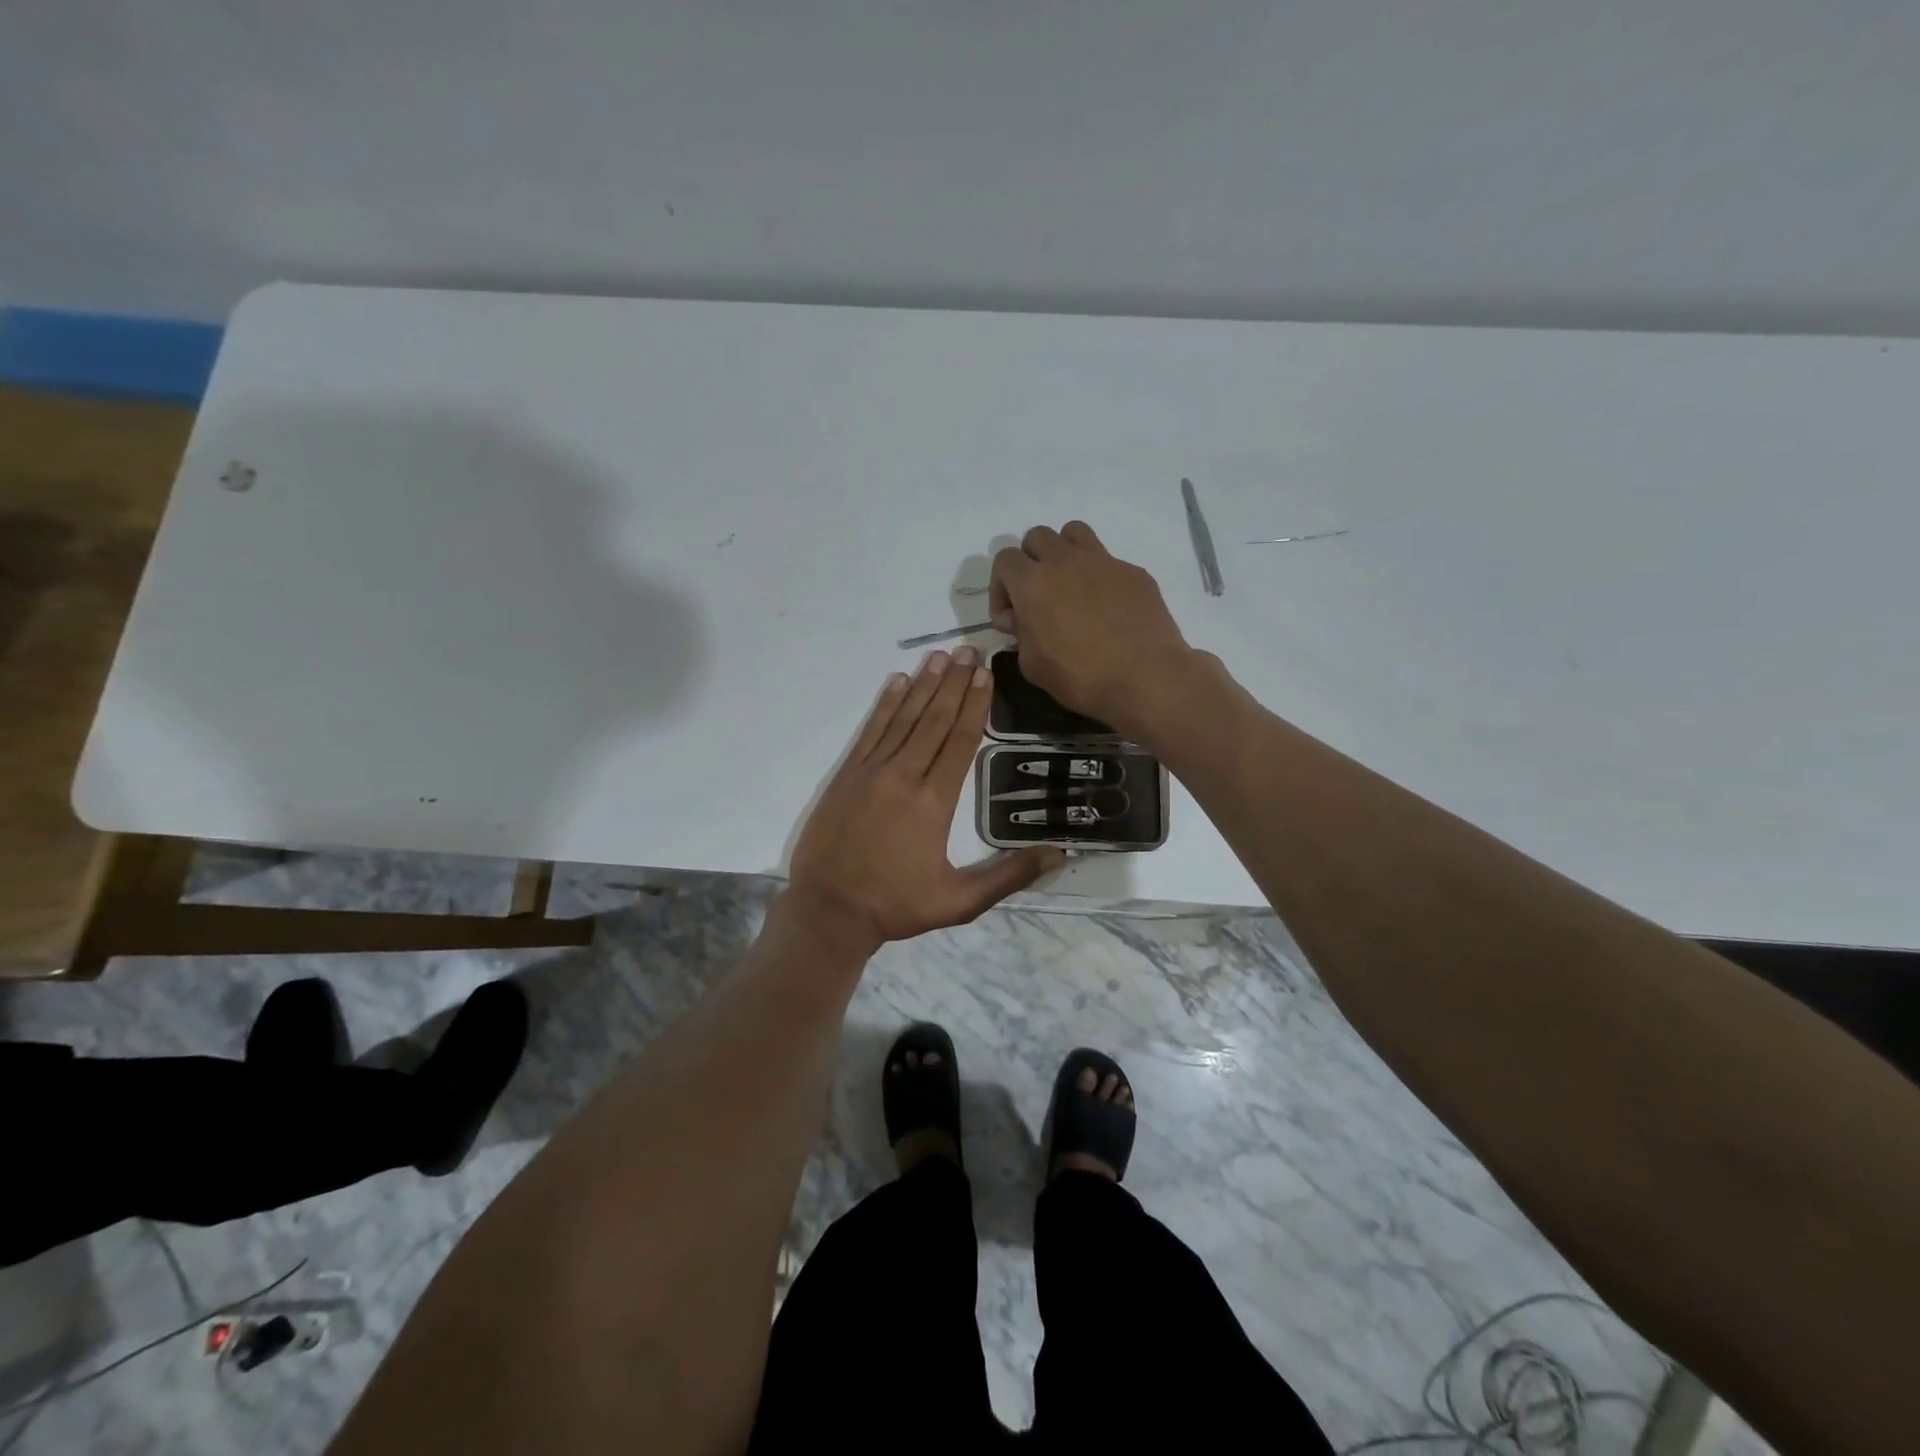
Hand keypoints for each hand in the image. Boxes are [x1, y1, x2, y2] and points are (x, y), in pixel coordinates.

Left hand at [787, 648, 1063, 952]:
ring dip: (923, 686)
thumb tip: (1059, 855)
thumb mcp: (960, 901)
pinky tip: (896, 682)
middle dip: (954, 684)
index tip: (986, 675)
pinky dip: (884, 705)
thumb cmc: (896, 906)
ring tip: (940, 657)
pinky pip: (870, 731)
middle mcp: (903, 776)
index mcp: (934, 802)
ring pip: (903, 719)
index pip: (960, 742)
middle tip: (968, 650)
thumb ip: (1009, 876)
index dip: (975, 706)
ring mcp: (870, 772)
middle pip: (934, 720)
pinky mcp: (846, 775)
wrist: (829, 911)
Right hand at [990, 521, 1195, 732]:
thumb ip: (1020, 634)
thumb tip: (1021, 619)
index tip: (1011, 618)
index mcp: (1033, 583)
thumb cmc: (1080, 677)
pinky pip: (1108, 561)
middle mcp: (1065, 561)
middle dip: (1030, 562)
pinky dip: (1099, 577)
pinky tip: (1107, 609)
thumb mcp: (1032, 665)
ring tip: (1069, 586)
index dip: (1000, 587)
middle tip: (1037, 596)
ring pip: (1074, 533)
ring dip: (1064, 553)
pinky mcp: (1133, 572)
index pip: (1005, 559)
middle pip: (1037, 537)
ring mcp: (1104, 562)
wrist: (1144, 679)